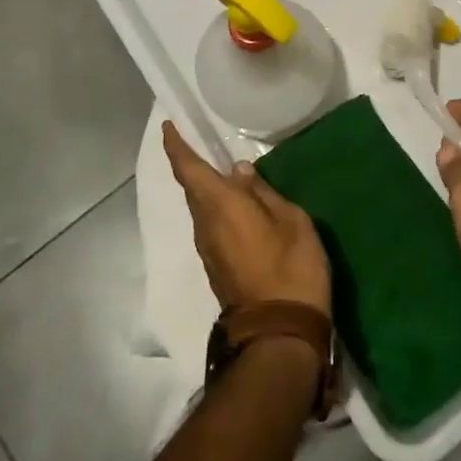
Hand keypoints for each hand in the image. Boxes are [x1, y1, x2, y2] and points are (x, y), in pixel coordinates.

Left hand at [163, 122, 331, 317]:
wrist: (280, 334)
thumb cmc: (290, 268)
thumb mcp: (291, 220)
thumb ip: (262, 192)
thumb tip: (238, 172)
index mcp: (220, 206)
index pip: (189, 169)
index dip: (176, 146)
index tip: (169, 126)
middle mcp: (205, 225)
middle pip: (193, 189)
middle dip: (193, 165)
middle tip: (202, 142)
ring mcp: (209, 250)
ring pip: (202, 208)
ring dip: (209, 189)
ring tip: (227, 173)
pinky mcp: (217, 267)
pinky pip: (212, 225)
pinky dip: (218, 208)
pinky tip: (238, 205)